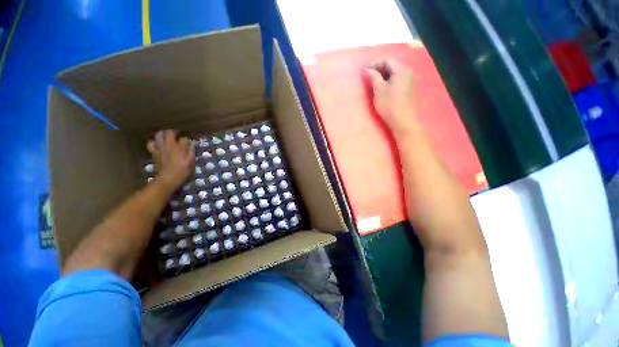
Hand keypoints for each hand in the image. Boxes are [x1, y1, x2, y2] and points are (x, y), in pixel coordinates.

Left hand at [147, 130, 194, 190]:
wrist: (168, 178)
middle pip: (168, 133)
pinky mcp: (154, 153)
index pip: (184, 138)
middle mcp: (168, 145)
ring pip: (157, 136)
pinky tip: (158, 146)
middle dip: (172, 132)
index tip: (189, 143)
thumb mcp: (190, 161)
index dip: (187, 140)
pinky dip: (154, 143)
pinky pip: (151, 144)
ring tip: (165, 138)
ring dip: (161, 136)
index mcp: (179, 146)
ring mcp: (159, 148)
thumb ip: (191, 151)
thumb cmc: (182, 170)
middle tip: (175, 135)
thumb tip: (191, 144)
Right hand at [366, 60, 417, 134]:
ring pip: (394, 74)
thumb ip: (374, 77)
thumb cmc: (389, 104)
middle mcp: (407, 72)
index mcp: (401, 70)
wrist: (402, 120)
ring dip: (383, 76)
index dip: (375, 64)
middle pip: (392, 66)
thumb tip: (368, 70)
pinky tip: (382, 89)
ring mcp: (408, 81)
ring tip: (374, 84)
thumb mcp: (379, 90)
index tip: (366, 72)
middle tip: (369, 78)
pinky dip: (388, 81)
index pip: (387, 61)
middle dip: (379, 70)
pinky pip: (397, 80)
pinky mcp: (407, 89)